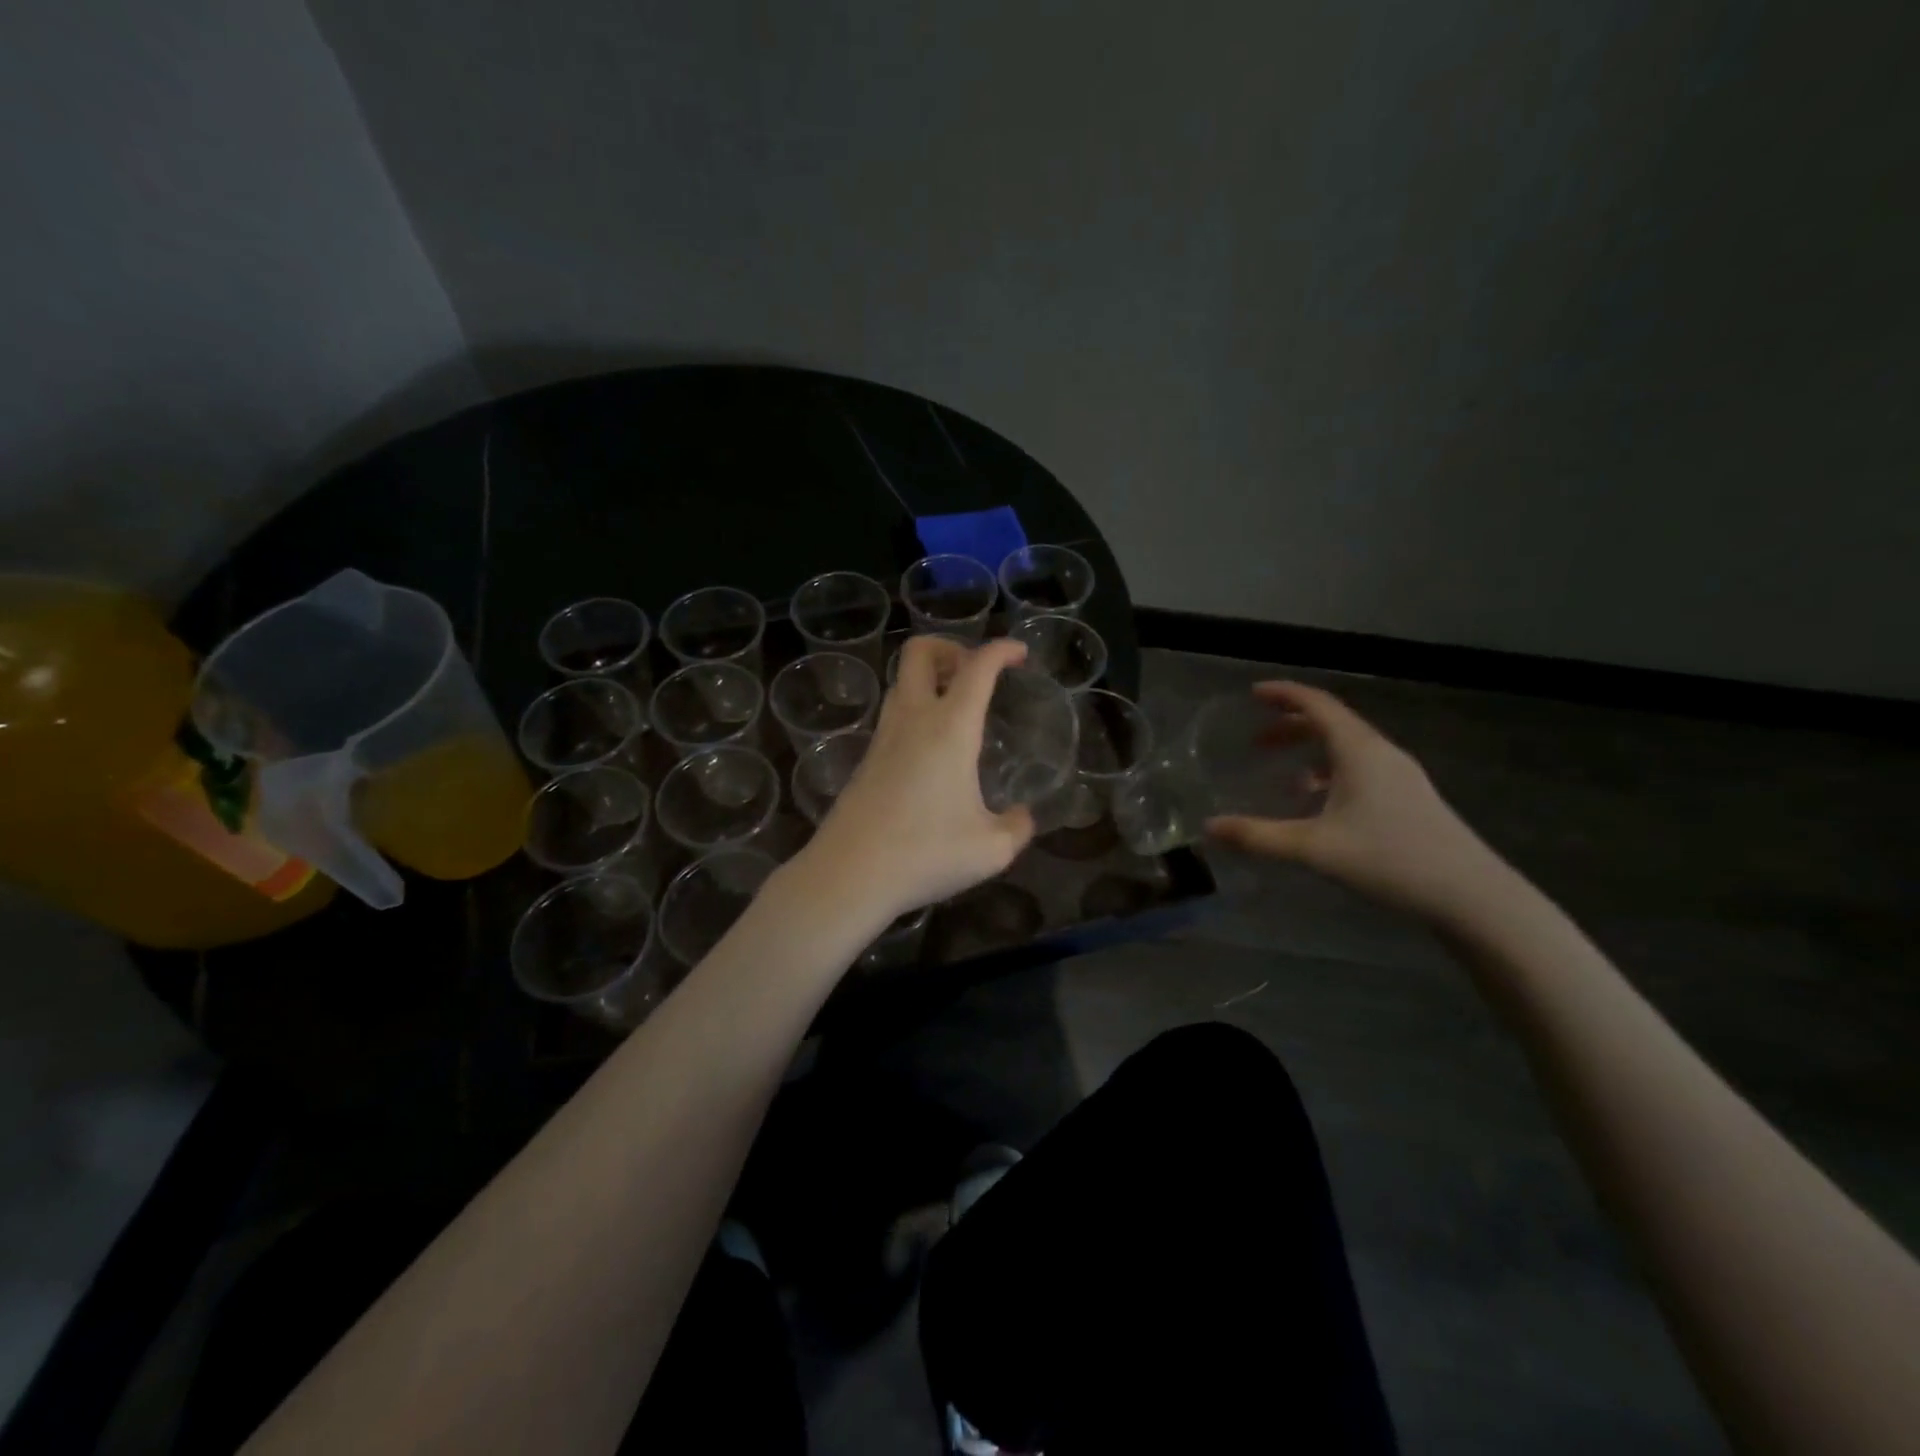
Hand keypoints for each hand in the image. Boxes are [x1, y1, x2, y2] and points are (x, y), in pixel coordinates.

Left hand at [804, 636, 1035, 922]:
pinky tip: (933, 749)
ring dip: (930, 679)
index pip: (977, 667)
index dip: (1001, 649)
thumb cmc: (926, 854)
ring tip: (958, 707)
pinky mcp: (866, 760)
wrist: (849, 874)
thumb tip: (1022, 816)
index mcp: (950, 728)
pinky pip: (894, 714)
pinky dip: (917, 710)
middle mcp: (913, 719)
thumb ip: (1016, 827)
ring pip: (901, 682)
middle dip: (950, 647)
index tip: (1020, 654)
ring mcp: (883, 737)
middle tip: (975, 673)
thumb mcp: (991, 850)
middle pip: (920, 652)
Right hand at [1204, 681, 1505, 921]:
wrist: (1471, 895)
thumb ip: (1259, 836)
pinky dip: (1331, 773)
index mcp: (1359, 751)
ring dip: (1311, 752)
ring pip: (1348, 748)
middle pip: (1331, 723)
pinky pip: (1361, 769)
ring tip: (1283, 774)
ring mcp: (1400, 776)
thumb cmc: (1390, 860)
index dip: (1284, 694)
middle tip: (1257, 741)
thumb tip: (1209, 827)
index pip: (1317, 704)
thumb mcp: (1314, 848)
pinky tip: (1320, 804)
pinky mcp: (1410, 798)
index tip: (1252, 694)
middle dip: (1291, 726)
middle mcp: (1381, 753)